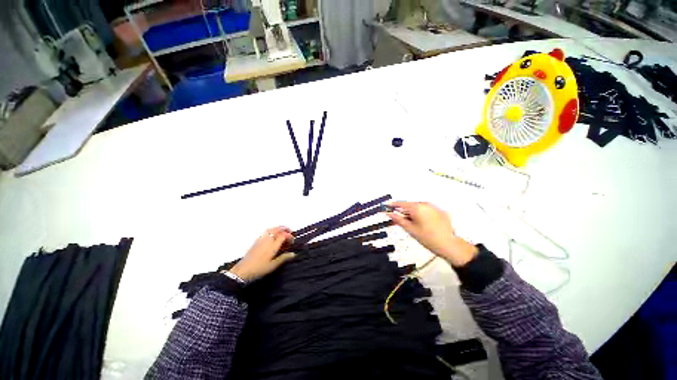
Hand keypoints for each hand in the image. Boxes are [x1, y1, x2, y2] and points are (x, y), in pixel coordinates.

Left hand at [229, 226, 295, 281]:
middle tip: (290, 231)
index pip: (283, 236)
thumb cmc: (259, 268)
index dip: (289, 236)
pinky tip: (272, 234)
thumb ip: (284, 258)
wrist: (243, 270)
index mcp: (273, 245)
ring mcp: (261, 239)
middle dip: (285, 229)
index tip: (292, 240)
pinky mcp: (256, 241)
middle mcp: (268, 240)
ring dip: (278, 228)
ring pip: (271, 229)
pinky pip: (266, 231)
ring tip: (282, 230)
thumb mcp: (273, 265)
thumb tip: (293, 254)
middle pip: (277, 229)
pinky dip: (272, 230)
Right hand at [386, 202, 477, 266]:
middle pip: (409, 205)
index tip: (385, 206)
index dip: (392, 205)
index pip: (401, 204)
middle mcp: (425, 204)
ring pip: (418, 207)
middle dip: (403, 211)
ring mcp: (434, 207)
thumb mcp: (410, 229)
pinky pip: (426, 209)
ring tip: (411, 223)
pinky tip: (422, 223)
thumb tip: (389, 213)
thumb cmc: (427, 238)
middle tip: (398, 219)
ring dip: (412, 212)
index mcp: (417, 207)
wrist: (450, 245)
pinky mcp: (440, 211)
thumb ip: (398, 219)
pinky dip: (421, 213)